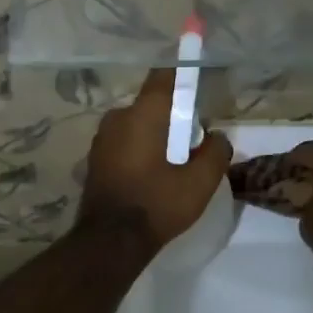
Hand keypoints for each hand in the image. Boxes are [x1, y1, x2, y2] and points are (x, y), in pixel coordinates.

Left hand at [78, 70, 232, 249]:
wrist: (110, 241)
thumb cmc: (157, 205)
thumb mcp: (200, 182)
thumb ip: (216, 152)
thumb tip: (217, 137)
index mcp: (143, 114)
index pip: (165, 76)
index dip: (183, 71)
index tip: (198, 73)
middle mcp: (118, 117)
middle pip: (153, 104)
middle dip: (174, 116)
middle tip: (194, 141)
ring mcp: (102, 138)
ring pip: (138, 125)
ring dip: (156, 135)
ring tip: (174, 164)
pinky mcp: (95, 158)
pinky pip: (125, 142)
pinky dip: (140, 149)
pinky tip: (153, 175)